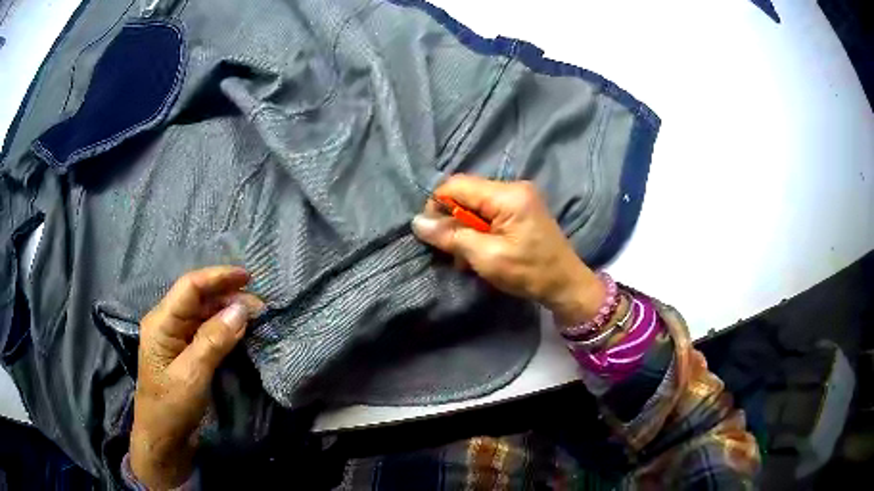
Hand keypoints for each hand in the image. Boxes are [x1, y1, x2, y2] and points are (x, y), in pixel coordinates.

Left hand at [130, 266, 263, 489]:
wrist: (163, 440)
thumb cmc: (171, 408)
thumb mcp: (192, 376)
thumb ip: (214, 341)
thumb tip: (241, 309)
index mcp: (161, 322)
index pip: (190, 287)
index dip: (218, 277)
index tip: (248, 278)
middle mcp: (167, 323)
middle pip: (198, 298)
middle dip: (228, 296)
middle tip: (260, 306)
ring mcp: (176, 339)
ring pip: (203, 314)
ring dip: (228, 312)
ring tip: (255, 317)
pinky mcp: (185, 353)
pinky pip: (206, 332)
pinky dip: (224, 329)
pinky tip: (240, 331)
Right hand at [412, 175, 604, 325]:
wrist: (566, 285)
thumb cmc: (529, 273)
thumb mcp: (487, 257)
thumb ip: (452, 236)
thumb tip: (417, 222)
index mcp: (508, 195)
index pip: (457, 185)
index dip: (437, 205)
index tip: (433, 233)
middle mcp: (514, 187)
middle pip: (466, 193)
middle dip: (453, 220)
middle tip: (452, 250)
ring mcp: (519, 197)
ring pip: (475, 204)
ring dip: (465, 228)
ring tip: (468, 256)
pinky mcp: (521, 209)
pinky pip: (489, 212)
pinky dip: (479, 230)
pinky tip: (481, 251)